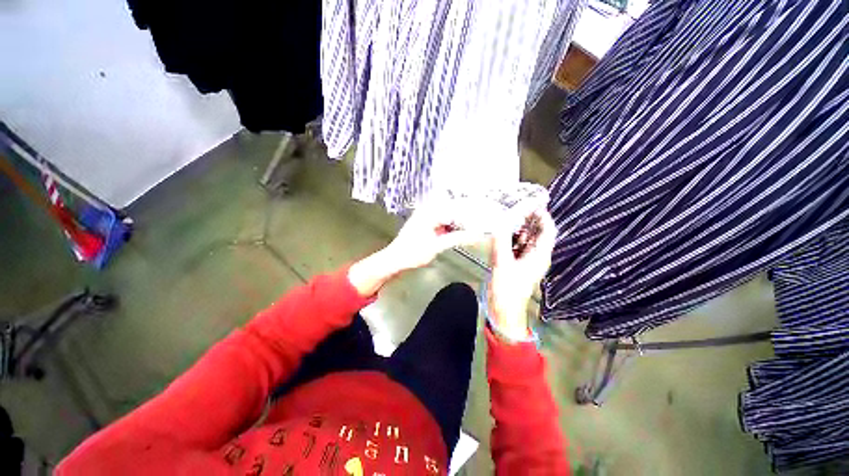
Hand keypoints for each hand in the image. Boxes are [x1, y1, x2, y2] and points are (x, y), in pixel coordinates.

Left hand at [383, 200, 486, 270]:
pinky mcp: (426, 223)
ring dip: (460, 223)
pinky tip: (460, 233)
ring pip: (448, 216)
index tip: (483, 224)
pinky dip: (451, 227)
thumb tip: (476, 235)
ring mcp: (426, 216)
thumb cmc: (412, 253)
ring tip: (474, 230)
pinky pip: (443, 221)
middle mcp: (428, 210)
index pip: (455, 210)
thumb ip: (457, 238)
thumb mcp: (437, 246)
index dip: (470, 217)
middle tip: (480, 227)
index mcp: (429, 212)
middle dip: (466, 218)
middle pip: (453, 210)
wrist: (394, 260)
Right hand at [487, 209, 556, 341]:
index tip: (533, 202)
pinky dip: (510, 236)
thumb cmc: (507, 289)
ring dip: (518, 226)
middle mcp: (535, 255)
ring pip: (525, 237)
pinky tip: (501, 229)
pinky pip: (515, 244)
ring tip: (507, 213)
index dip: (542, 216)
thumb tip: (499, 222)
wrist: (502, 309)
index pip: (547, 230)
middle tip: (516, 204)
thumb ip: (501, 242)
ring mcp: (524, 258)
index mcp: (539, 255)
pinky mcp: (514, 262)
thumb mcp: (502, 263)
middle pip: (536, 232)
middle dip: (528, 218)